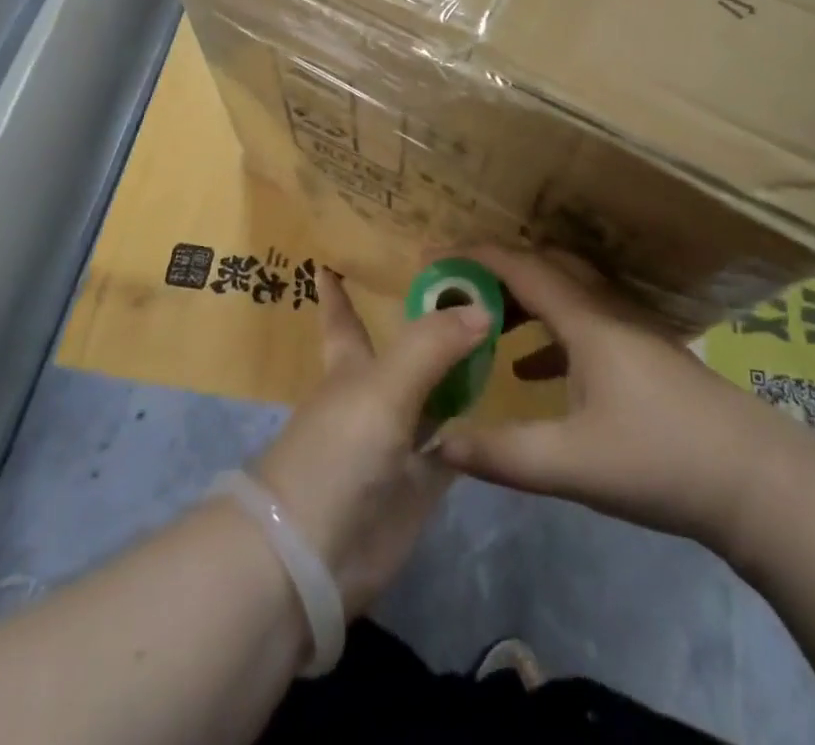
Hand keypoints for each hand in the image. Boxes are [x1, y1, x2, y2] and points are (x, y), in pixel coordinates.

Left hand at [250, 267, 490, 615]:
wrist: (312, 557)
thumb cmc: (336, 452)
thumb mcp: (382, 386)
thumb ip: (431, 344)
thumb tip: (482, 307)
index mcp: (351, 366)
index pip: (344, 317)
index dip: (338, 290)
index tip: (333, 258)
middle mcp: (375, 396)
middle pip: (405, 351)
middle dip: (427, 323)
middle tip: (470, 286)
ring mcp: (398, 441)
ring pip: (433, 396)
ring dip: (458, 372)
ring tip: (499, 334)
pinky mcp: (419, 485)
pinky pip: (453, 447)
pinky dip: (473, 429)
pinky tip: (502, 407)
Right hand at [438, 246, 814, 555]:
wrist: (756, 481)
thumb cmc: (661, 460)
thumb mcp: (572, 464)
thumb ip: (501, 454)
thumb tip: (437, 443)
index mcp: (586, 319)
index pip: (521, 268)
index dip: (474, 258)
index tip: (432, 258)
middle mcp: (606, 309)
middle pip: (544, 268)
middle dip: (495, 273)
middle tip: (454, 293)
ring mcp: (629, 329)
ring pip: (565, 294)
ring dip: (522, 301)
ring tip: (482, 325)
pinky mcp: (643, 353)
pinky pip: (582, 323)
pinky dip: (547, 333)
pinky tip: (528, 371)